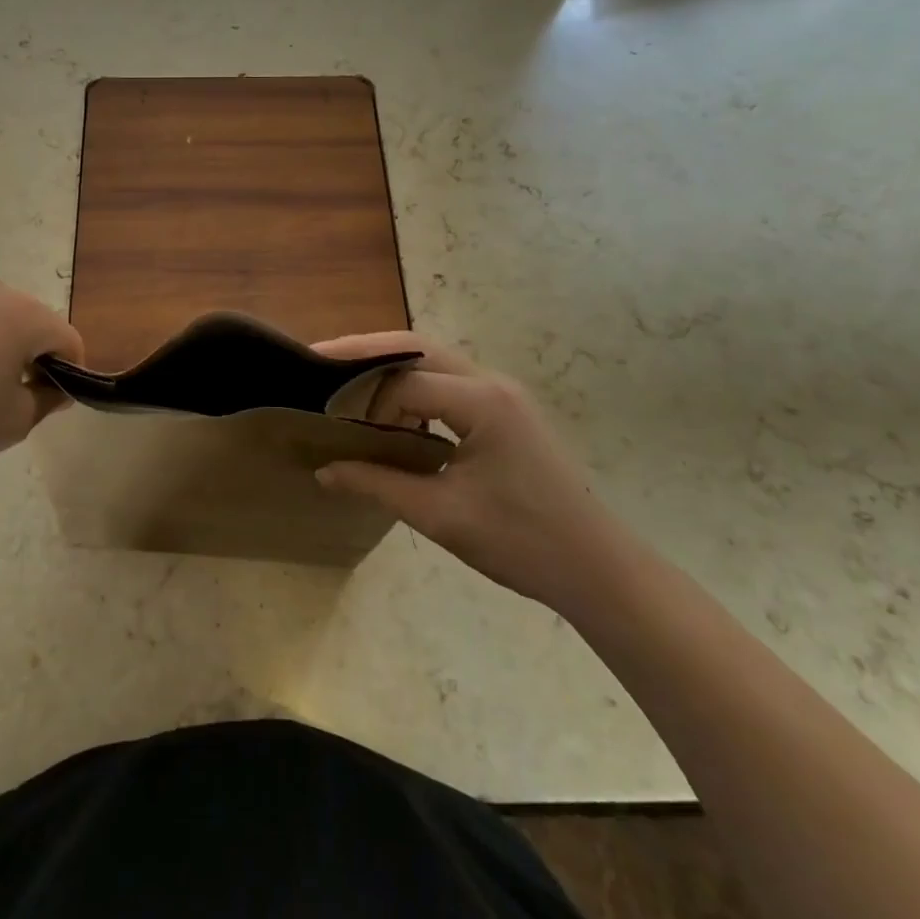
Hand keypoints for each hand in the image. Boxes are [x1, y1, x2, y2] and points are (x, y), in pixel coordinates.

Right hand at [310, 332, 620, 606]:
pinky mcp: (505, 412)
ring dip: (389, 369)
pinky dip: (413, 389)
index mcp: (481, 401)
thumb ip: (377, 484)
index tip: (329, 421)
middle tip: (320, 360)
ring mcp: (502, 395)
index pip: (403, 381)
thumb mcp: (441, 515)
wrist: (599, 570)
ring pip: (432, 361)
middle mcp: (491, 383)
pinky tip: (393, 414)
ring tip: (348, 385)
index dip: (362, 399)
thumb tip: (324, 471)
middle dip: (365, 351)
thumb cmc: (522, 542)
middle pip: (416, 348)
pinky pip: (448, 384)